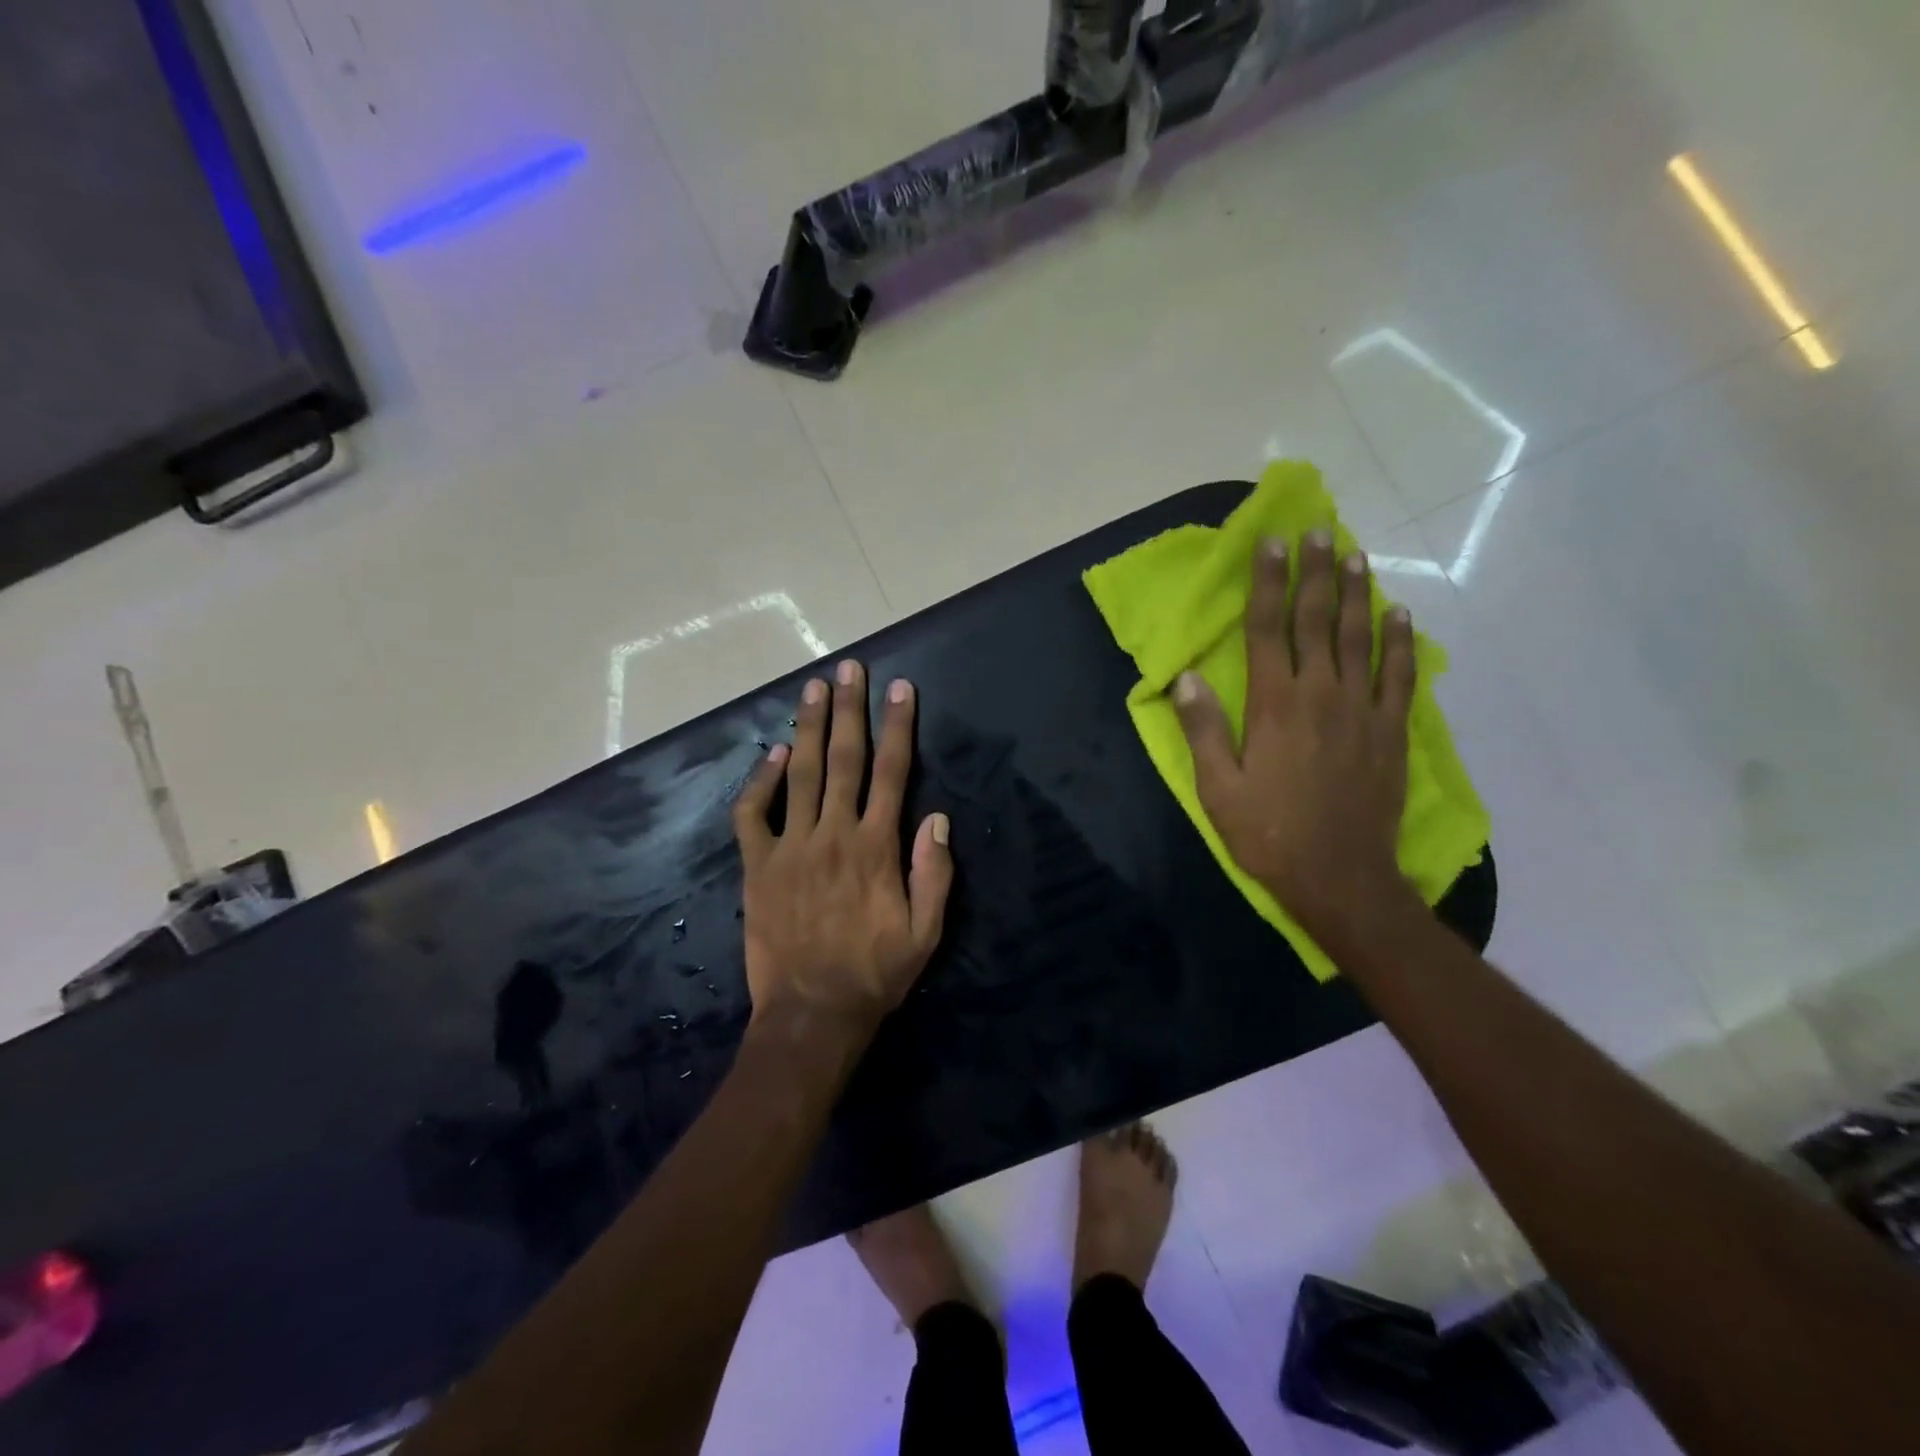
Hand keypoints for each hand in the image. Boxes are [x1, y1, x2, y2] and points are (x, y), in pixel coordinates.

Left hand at [732, 660, 952, 1038]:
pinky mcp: (758, 867)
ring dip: (807, 727)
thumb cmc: (875, 974)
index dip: (898, 727)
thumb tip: (937, 817)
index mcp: (877, 847)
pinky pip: (752, 815)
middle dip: (849, 709)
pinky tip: (770, 755)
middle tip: (849, 668)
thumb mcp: (926, 933)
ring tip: (813, 688)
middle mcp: (833, 835)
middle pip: (843, 759)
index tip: (900, 689)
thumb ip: (934, 873)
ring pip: (798, 774)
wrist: (811, 1014)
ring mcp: (790, 847)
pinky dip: (759, 782)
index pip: (893, 773)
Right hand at [1173, 530, 1415, 938]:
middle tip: (1318, 530)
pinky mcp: (1391, 732)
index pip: (1270, 629)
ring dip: (1356, 594)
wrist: (1340, 878)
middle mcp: (1321, 695)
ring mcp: (1363, 711)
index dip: (1269, 583)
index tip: (1272, 543)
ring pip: (1359, 638)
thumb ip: (1203, 729)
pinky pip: (1400, 675)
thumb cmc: (1268, 833)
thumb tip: (1187, 677)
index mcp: (1274, 706)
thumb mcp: (1217, 788)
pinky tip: (1398, 614)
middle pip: (1318, 621)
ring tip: (1355, 555)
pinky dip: (1401, 642)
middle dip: (1316, 572)